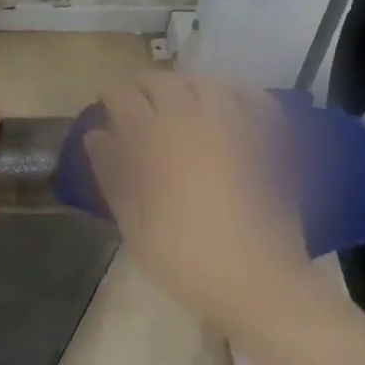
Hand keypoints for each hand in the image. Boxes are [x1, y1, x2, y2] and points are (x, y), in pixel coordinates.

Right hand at [83, 75, 310, 332]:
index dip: (111, 96)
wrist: (258, 281)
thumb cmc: (186, 260)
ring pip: (205, 83)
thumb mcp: (135, 226)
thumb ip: (114, 175)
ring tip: (177, 103)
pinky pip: (252, 98)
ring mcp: (236, 125)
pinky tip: (227, 105)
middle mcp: (195, 120)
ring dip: (185, 87)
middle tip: (136, 104)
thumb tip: (96, 136)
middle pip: (164, 83)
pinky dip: (234, 93)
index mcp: (157, 140)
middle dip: (144, 87)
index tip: (104, 103)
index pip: (126, 99)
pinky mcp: (268, 138)